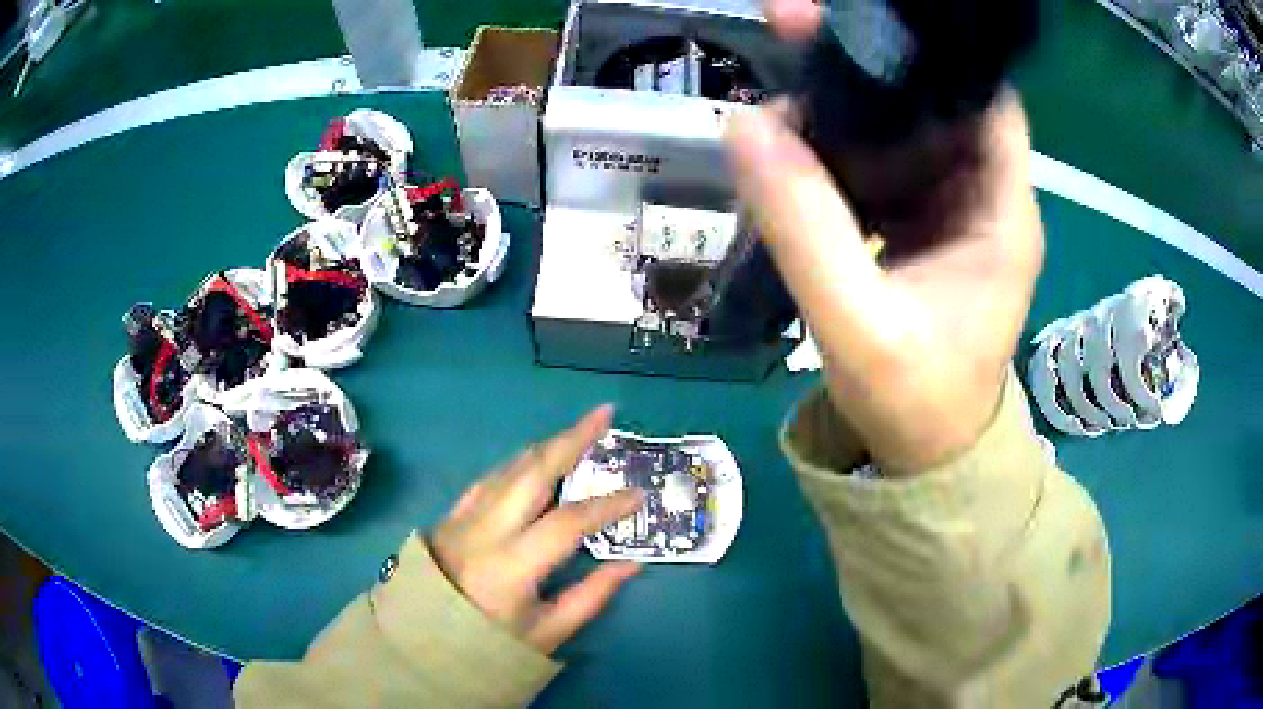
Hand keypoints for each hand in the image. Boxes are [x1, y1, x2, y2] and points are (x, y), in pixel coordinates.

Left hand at [430, 406, 644, 652]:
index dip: (607, 506)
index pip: (567, 522)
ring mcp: (463, 518)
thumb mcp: (546, 633)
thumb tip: (631, 563)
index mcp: (511, 565)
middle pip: (532, 472)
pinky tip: (532, 459)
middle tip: (604, 414)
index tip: (638, 495)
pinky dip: (516, 464)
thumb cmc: (488, 644)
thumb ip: (590, 596)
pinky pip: (488, 479)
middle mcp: (485, 530)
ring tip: (578, 431)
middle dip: (571, 438)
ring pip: (508, 467)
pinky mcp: (450, 516)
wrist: (422, 642)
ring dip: (546, 446)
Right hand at [724, 0, 1044, 473]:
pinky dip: (837, 150)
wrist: (922, 458)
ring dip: (842, 107)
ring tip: (778, 93)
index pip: (987, 100)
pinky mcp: (919, 226)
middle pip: (934, 103)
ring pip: (901, 130)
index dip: (936, 54)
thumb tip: (745, 126)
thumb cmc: (915, 404)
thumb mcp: (858, 326)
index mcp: (1001, 214)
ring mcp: (949, 211)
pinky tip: (793, 147)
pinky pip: (880, 166)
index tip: (863, 25)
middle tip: (789, 29)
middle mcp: (983, 198)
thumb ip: (806, 229)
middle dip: (867, 67)